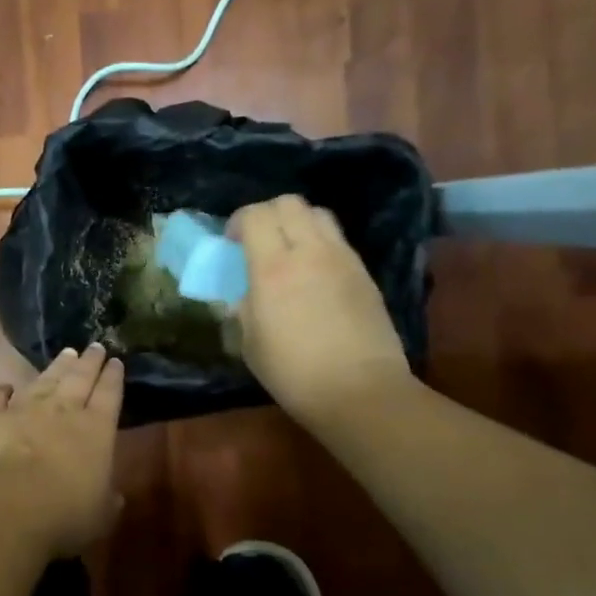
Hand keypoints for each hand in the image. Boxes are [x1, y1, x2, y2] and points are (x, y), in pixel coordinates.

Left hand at [0, 344, 125, 557]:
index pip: (109, 394)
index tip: (116, 361)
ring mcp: (23, 410)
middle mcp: (62, 411)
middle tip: (95, 346)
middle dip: (89, 362)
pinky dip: (2, 390)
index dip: (113, 377)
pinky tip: (6, 386)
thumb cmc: (64, 515)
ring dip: (56, 367)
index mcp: (96, 429)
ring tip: (66, 354)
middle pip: (79, 378)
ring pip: (43, 380)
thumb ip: (108, 500)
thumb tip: (114, 496)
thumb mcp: (101, 515)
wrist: (7, 507)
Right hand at [231, 195, 411, 423]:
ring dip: (298, 223)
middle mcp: (309, 252)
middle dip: (267, 214)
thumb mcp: (249, 342)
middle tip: (258, 240)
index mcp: (272, 269)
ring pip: (318, 214)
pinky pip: (338, 240)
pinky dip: (320, 243)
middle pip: (288, 203)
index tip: (231, 243)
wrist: (360, 392)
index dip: (238, 221)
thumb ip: (244, 308)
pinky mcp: (364, 273)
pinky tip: (314, 273)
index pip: (255, 216)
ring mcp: (342, 259)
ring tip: (289, 250)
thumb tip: (243, 295)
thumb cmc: (293, 373)